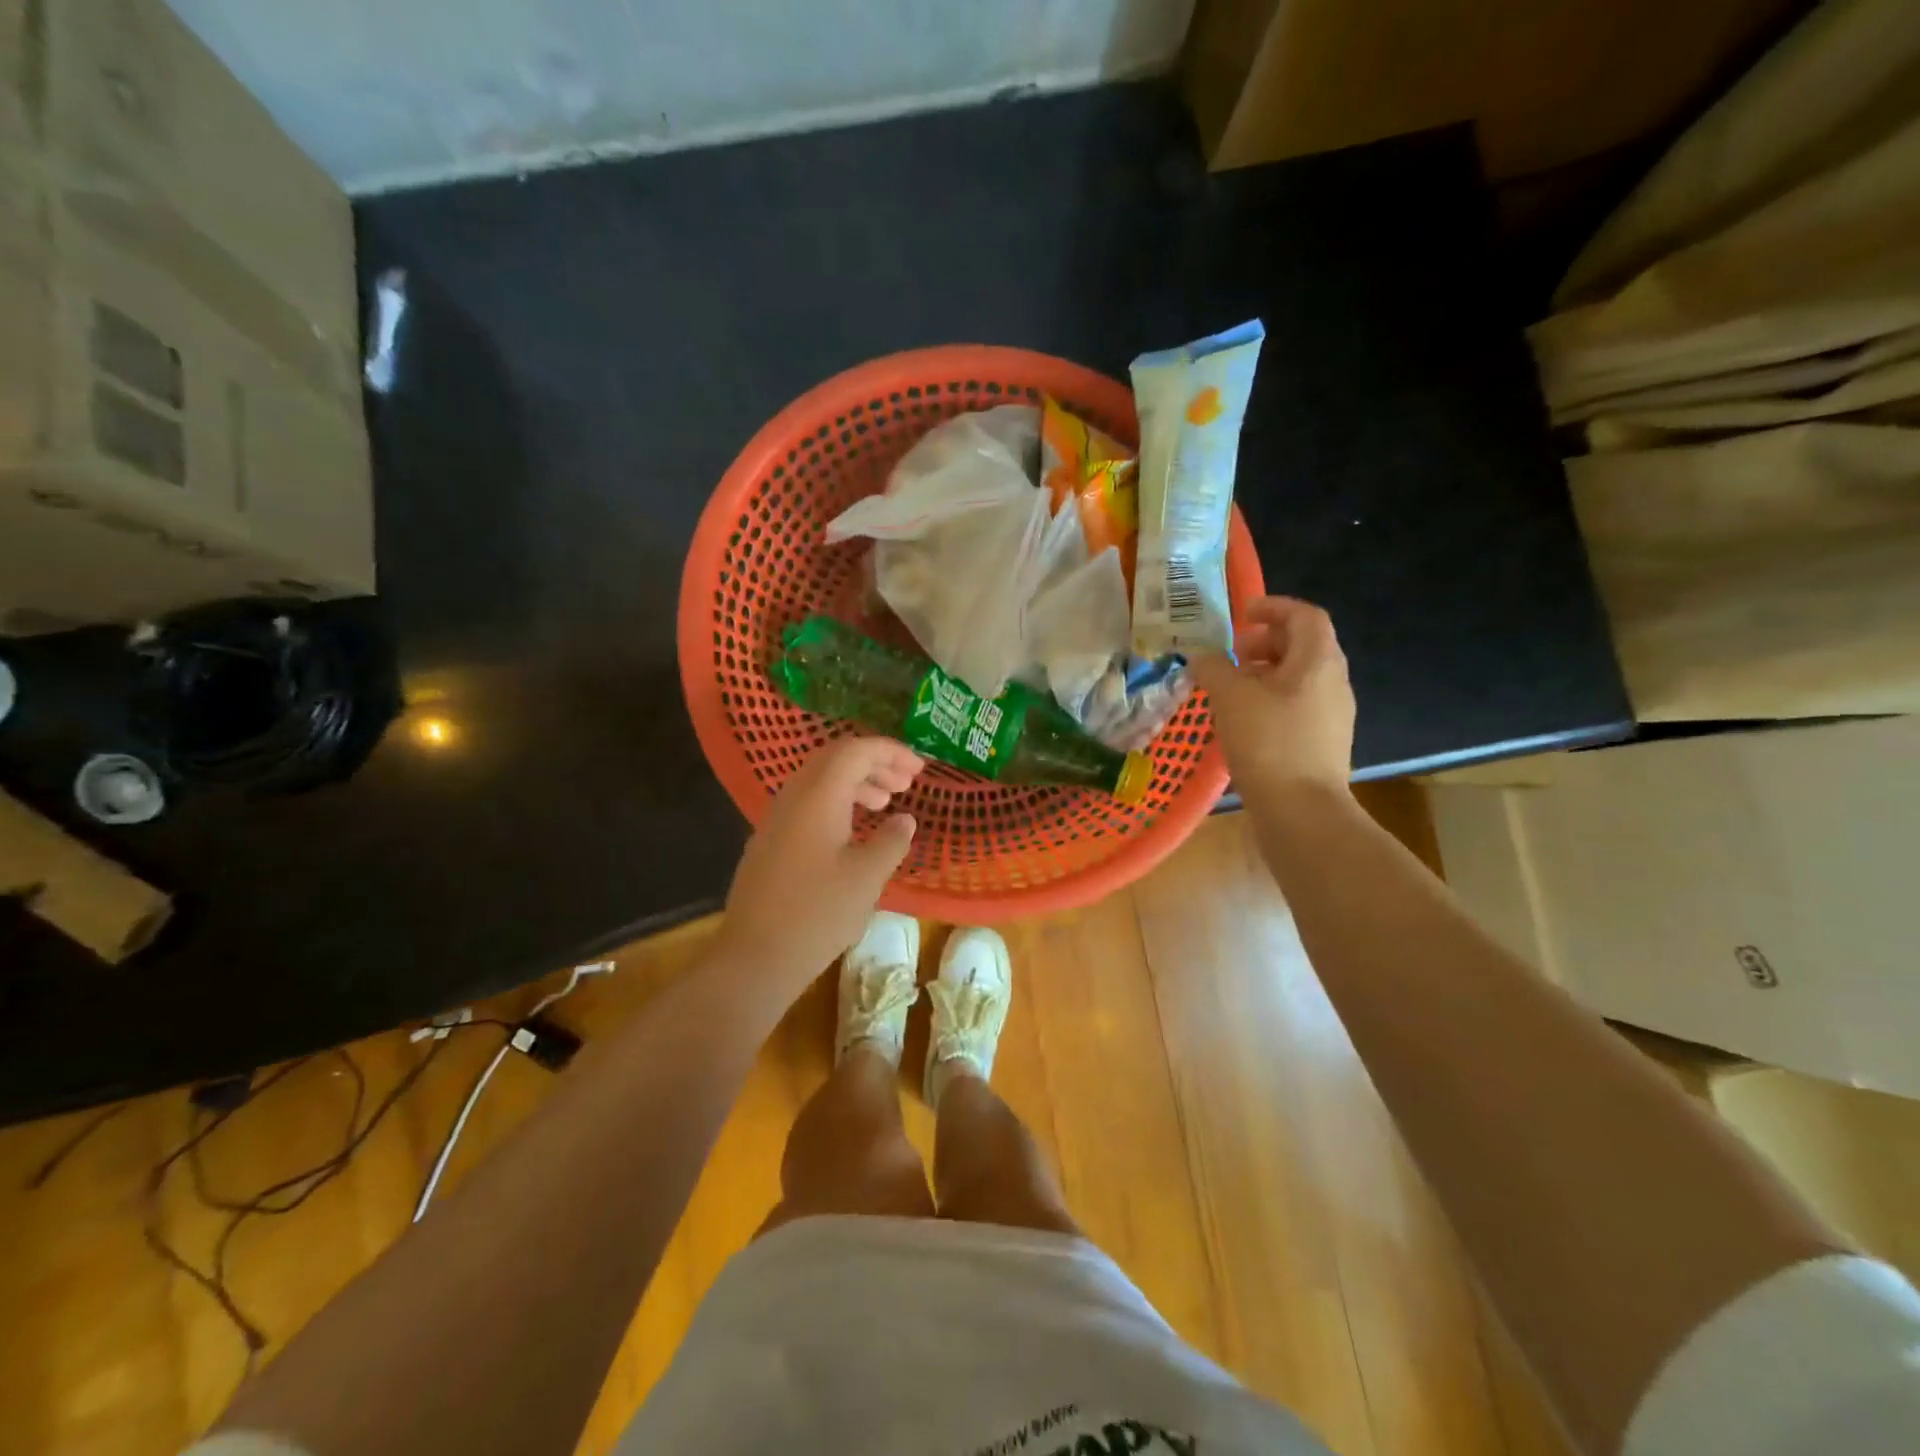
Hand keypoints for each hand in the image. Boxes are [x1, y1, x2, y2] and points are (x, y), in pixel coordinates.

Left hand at [717, 736, 922, 989]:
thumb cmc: (817, 914)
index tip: (919, 768)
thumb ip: (891, 841)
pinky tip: (853, 830)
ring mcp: (776, 818)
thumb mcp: (867, 877)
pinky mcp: (770, 841)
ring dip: (855, 783)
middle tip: (906, 783)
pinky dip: (836, 802)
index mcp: (818, 796)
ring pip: (819, 781)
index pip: (856, 751)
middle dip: (874, 763)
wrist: (755, 956)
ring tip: (885, 803)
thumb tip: (905, 819)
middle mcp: (793, 797)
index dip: (891, 752)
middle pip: (835, 759)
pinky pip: (807, 803)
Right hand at [1190, 596, 1355, 806]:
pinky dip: (1269, 700)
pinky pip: (1297, 705)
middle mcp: (1333, 681)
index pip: (1305, 615)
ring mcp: (1332, 714)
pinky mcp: (1322, 742)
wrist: (1301, 810)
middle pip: (1303, 645)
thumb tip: (1202, 657)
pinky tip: (1243, 721)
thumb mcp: (1230, 696)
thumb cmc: (1267, 742)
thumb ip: (1213, 668)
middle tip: (1231, 655)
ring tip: (1230, 689)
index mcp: (1318, 661)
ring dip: (1264, 673)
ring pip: (1298, 678)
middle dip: (1265, 642)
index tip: (1241, 615)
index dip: (1273, 607)